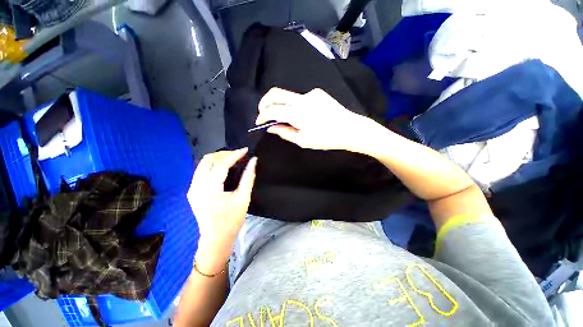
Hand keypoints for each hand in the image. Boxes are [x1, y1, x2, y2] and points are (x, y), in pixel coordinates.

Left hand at [187, 148, 256, 273]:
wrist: (216, 238)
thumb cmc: (232, 220)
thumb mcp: (243, 198)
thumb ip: (248, 177)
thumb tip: (253, 161)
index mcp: (209, 189)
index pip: (221, 164)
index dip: (235, 155)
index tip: (246, 150)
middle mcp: (197, 186)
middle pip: (208, 160)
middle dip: (224, 154)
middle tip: (239, 156)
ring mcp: (192, 188)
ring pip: (203, 164)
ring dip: (218, 159)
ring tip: (233, 160)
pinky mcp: (193, 191)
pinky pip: (202, 171)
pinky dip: (214, 166)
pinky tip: (224, 169)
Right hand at [256, 87, 373, 151]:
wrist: (350, 128)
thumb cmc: (327, 139)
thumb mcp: (304, 141)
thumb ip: (285, 132)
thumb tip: (271, 127)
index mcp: (298, 114)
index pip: (272, 110)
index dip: (262, 116)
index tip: (259, 122)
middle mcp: (302, 99)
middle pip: (276, 93)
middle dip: (264, 102)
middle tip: (262, 112)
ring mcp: (311, 93)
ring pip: (288, 95)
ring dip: (281, 105)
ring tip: (284, 118)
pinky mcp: (318, 92)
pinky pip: (300, 97)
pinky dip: (294, 105)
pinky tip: (302, 115)